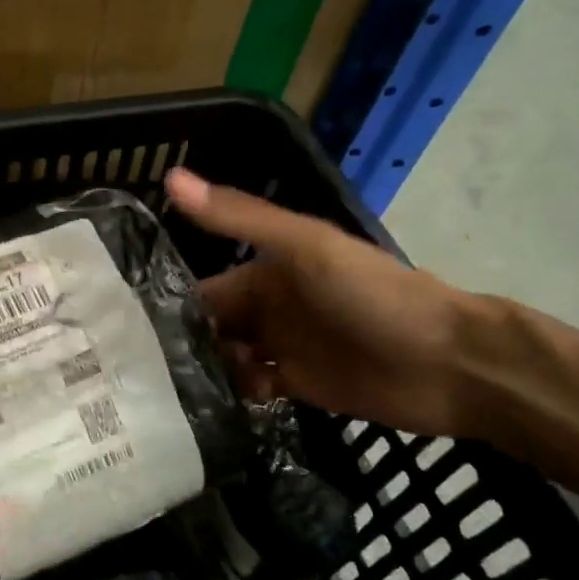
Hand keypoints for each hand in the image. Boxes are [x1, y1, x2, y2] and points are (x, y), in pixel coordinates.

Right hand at [164, 168, 478, 437]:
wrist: (450, 363)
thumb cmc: (373, 296)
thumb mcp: (305, 247)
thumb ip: (239, 218)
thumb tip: (171, 177)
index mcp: (267, 270)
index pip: (204, 289)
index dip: (169, 304)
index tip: (128, 330)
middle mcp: (270, 308)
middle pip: (212, 326)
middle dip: (181, 344)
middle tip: (137, 371)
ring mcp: (285, 348)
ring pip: (227, 357)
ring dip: (204, 370)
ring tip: (168, 392)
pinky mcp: (300, 386)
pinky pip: (252, 387)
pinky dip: (235, 392)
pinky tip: (221, 402)